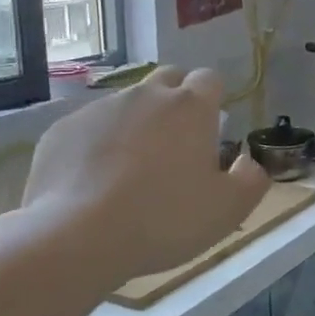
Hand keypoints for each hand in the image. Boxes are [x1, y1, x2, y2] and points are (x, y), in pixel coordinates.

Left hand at [17, 67, 270, 281]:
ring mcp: (100, 109)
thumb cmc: (164, 219)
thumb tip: (248, 162)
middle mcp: (146, 95)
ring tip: (130, 171)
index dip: (213, 101)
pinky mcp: (62, 129)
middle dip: (175, 102)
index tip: (210, 132)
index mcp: (190, 107)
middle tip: (175, 147)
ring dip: (136, 125)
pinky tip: (93, 183)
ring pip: (127, 104)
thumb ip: (251, 180)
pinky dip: (97, 145)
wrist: (77, 236)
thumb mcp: (228, 210)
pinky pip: (89, 128)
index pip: (209, 79)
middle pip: (167, 80)